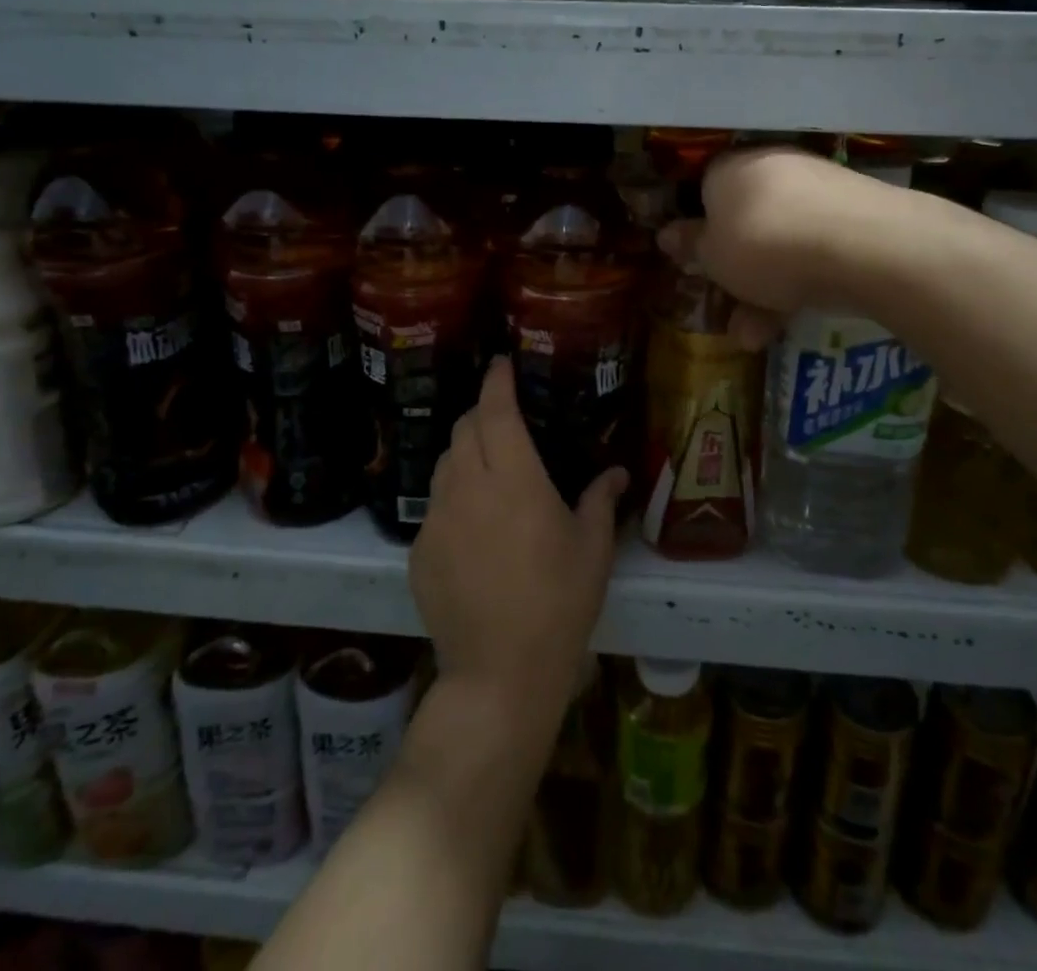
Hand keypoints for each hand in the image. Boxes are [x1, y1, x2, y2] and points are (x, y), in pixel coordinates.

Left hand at [409, 357, 626, 723]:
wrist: (499, 672)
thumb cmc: (558, 603)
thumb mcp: (591, 549)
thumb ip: (601, 500)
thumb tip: (618, 472)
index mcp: (513, 478)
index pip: (496, 410)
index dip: (497, 380)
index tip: (502, 363)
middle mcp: (467, 487)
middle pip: (463, 428)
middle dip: (481, 412)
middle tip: (503, 417)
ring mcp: (436, 519)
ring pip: (444, 464)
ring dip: (464, 452)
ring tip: (488, 467)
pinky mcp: (418, 550)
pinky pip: (434, 506)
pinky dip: (453, 498)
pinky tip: (474, 526)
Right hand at [658, 146, 889, 347]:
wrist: (862, 246)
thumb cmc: (763, 245)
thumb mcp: (713, 256)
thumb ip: (692, 246)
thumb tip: (667, 234)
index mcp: (729, 169)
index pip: (704, 191)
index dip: (698, 230)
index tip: (696, 264)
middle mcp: (772, 169)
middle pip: (744, 221)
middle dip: (734, 271)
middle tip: (727, 306)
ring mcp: (817, 190)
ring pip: (779, 242)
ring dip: (762, 291)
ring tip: (753, 338)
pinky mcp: (854, 215)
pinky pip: (813, 250)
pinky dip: (799, 284)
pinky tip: (789, 324)